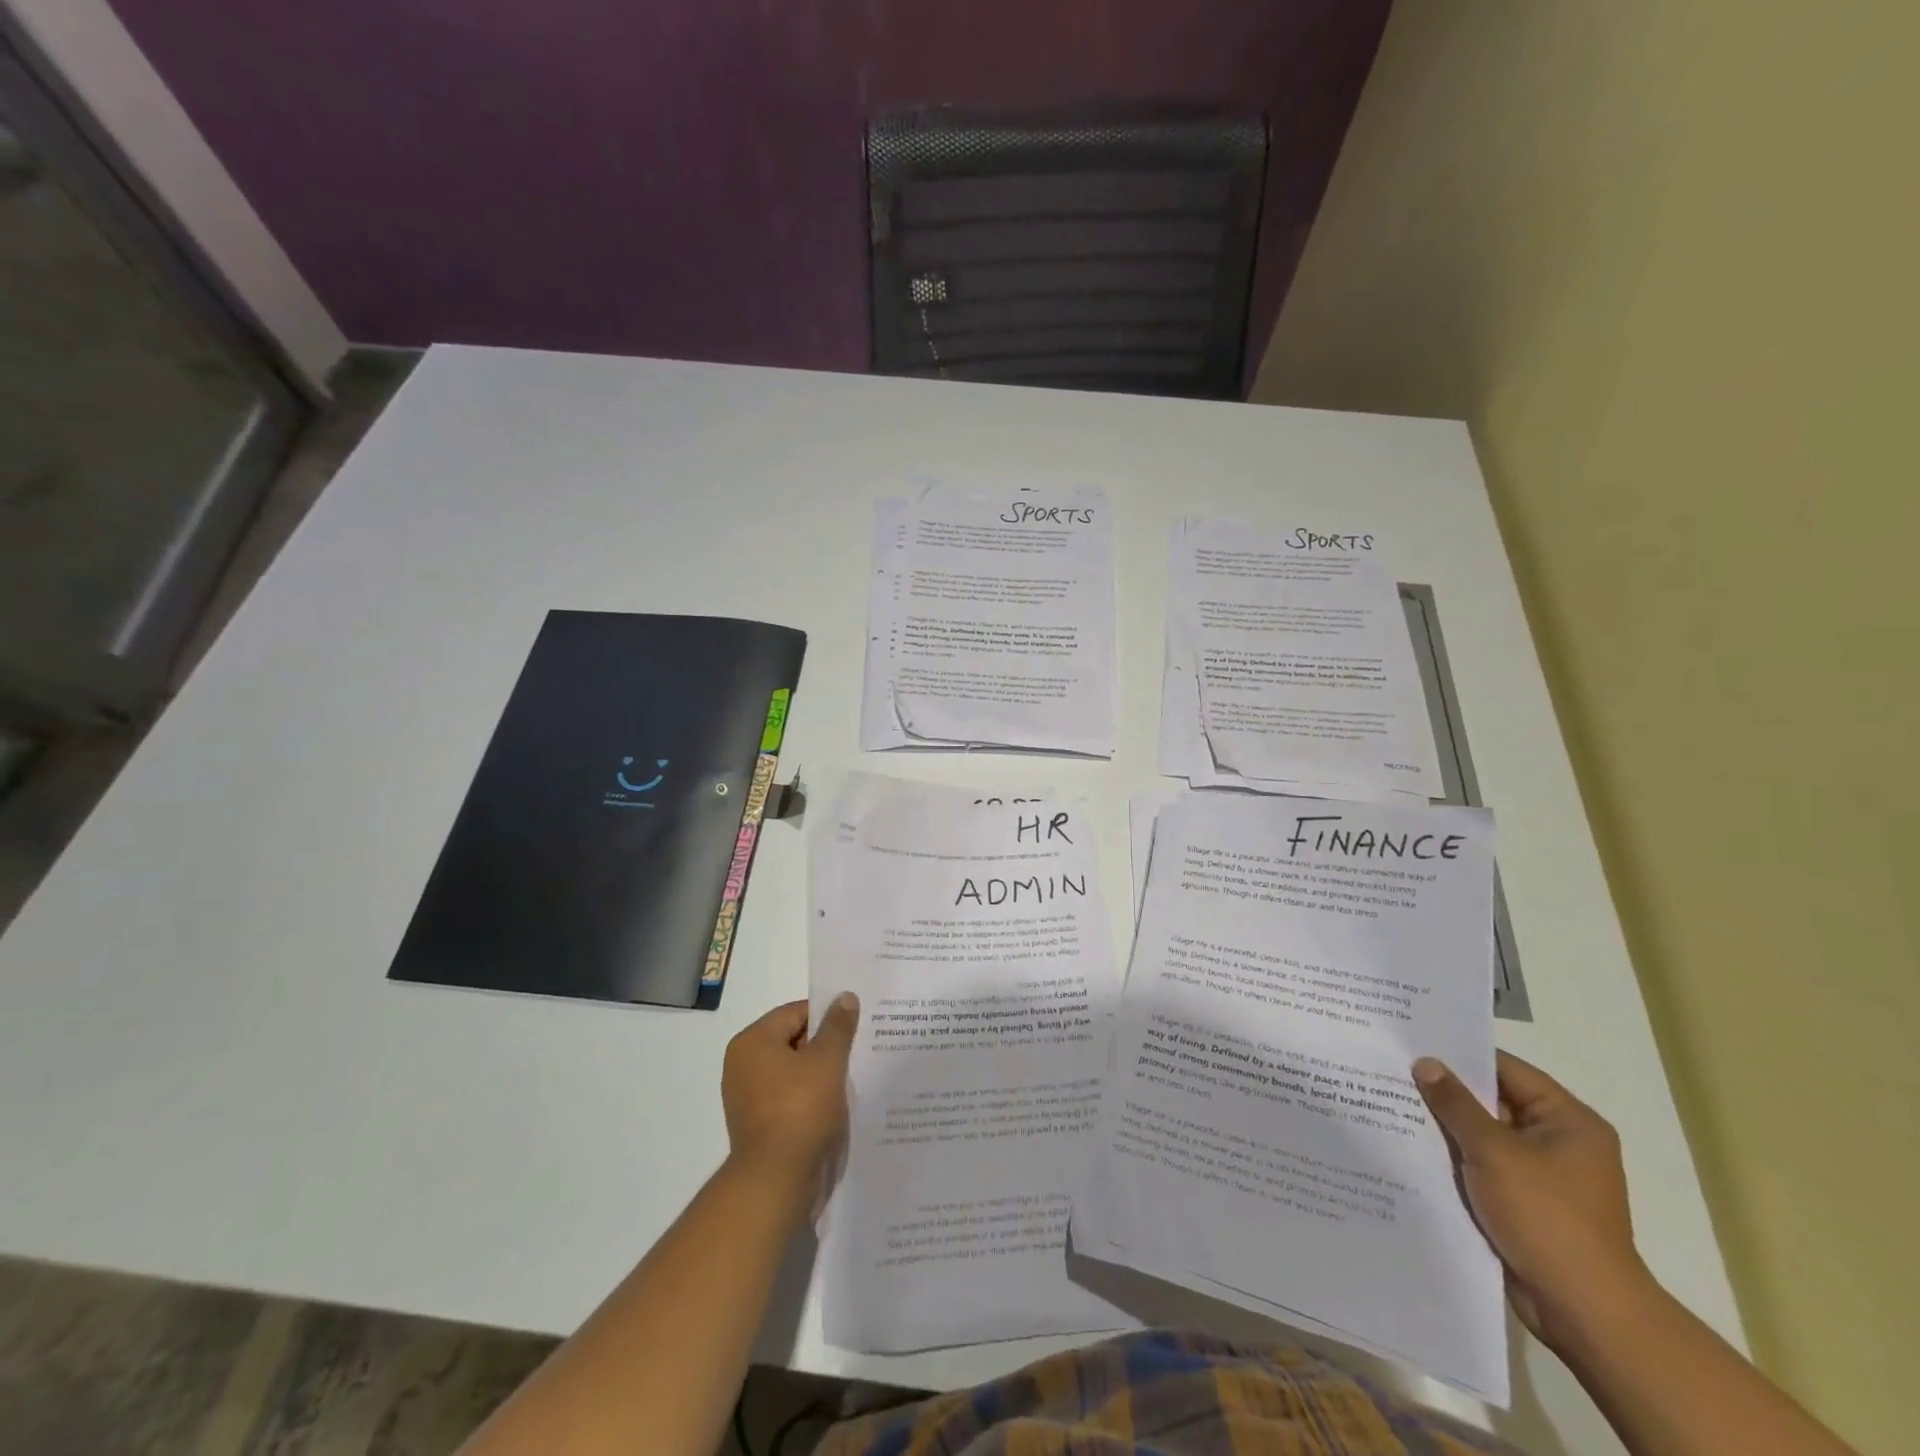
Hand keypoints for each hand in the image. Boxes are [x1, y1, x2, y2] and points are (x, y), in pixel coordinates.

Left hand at [721, 995, 858, 1196]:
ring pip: (793, 1071)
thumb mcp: (827, 1060)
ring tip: (851, 1077)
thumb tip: (845, 997)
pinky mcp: (758, 1125)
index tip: (855, 1025)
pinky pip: (789, 1097)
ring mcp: (748, 1098)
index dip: (827, 1016)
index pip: (795, 1013)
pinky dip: (810, 1096)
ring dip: (820, 1073)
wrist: (777, 1181)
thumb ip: (838, 1026)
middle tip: (858, 1049)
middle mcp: (743, 1066)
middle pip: (793, 1041)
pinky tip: (835, 1103)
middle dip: (825, 1045)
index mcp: (752, 1043)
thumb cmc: (800, 1109)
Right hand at [1413, 1051, 1652, 1350]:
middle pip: (1494, 1101)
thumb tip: (1425, 1063)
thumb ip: (1456, 1104)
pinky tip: (1412, 1147)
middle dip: (1447, 1091)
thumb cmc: (1547, 1218)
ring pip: (1484, 1135)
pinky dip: (1455, 1157)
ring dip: (1447, 1126)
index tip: (1412, 1042)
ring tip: (1391, 1103)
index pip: (1506, 1069)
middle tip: (1392, 1069)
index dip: (1460, 1055)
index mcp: (1568, 1121)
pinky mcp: (1526, 1203)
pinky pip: (1483, 1165)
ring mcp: (1543, 1175)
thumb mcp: (1494, 1152)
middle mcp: (1560, 1141)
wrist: (1583, 1311)